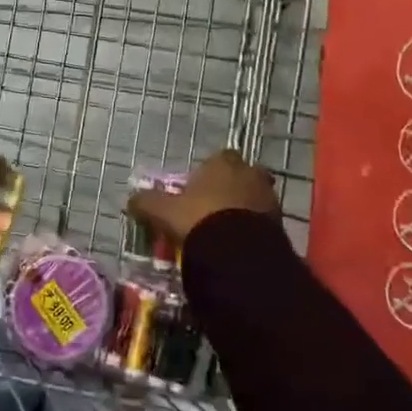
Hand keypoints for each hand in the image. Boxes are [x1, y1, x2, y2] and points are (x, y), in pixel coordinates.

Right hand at [128, 148, 278, 246]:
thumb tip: (130, 199)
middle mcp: (249, 174)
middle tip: (217, 206)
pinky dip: (255, 228)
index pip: (220, 157)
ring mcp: (268, 198)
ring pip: (256, 197)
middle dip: (234, 186)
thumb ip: (147, 203)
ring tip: (229, 229)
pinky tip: (241, 243)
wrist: (238, 253)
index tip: (200, 188)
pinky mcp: (280, 224)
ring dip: (246, 208)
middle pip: (243, 174)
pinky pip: (264, 221)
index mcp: (223, 163)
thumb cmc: (199, 219)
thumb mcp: (165, 211)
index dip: (210, 171)